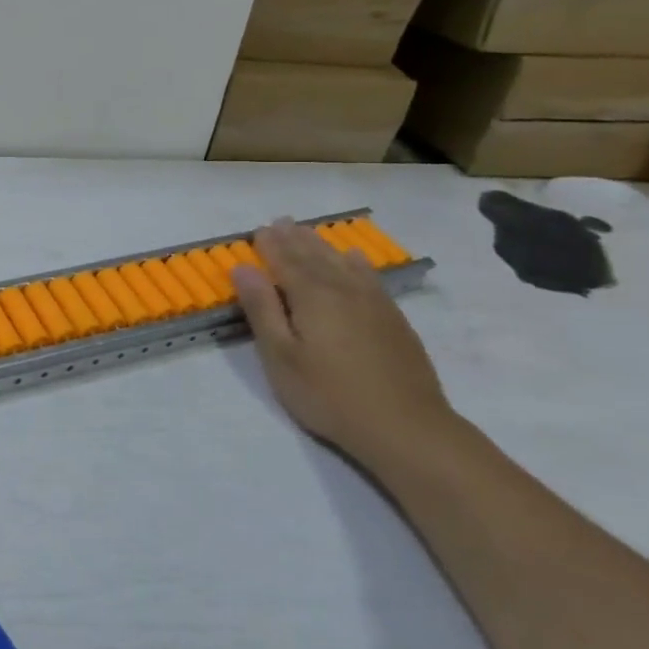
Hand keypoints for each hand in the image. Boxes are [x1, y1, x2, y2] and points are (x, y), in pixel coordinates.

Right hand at [231, 220, 456, 473]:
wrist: (406, 427)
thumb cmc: (329, 394)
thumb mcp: (280, 356)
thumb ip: (262, 308)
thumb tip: (243, 268)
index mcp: (311, 296)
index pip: (285, 261)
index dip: (270, 245)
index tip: (258, 229)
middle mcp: (343, 290)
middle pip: (314, 256)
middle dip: (294, 238)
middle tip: (280, 221)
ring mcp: (374, 303)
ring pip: (342, 263)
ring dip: (321, 245)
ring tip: (307, 232)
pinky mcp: (394, 320)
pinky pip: (370, 277)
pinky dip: (356, 263)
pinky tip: (353, 259)